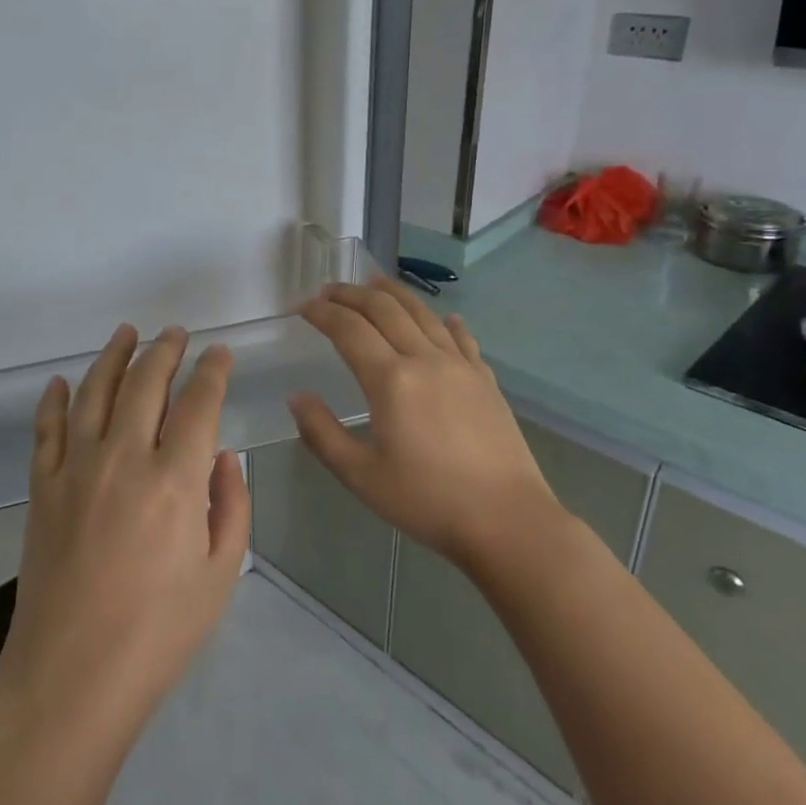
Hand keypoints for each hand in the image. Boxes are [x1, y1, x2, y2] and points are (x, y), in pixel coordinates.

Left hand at [0, 325, 250, 743]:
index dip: (212, 371)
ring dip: (113, 356)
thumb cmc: (158, 633)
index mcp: (175, 480)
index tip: (219, 353)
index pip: (198, 403)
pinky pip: (48, 428)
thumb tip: (221, 454)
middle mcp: (124, 458)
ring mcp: (76, 468)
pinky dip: (56, 399)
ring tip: (127, 333)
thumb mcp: (220, 575)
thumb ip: (231, 505)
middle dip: (165, 351)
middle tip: (176, 333)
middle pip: (145, 383)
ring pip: (95, 391)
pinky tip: (63, 382)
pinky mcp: (42, 487)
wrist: (71, 677)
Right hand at [288, 277, 562, 572]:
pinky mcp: (485, 380)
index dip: (322, 313)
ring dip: (393, 294)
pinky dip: (445, 322)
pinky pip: (461, 338)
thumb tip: (297, 397)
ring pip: (422, 313)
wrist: (508, 521)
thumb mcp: (361, 476)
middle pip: (384, 309)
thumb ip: (322, 433)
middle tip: (329, 290)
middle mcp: (425, 359)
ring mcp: (460, 366)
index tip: (303, 307)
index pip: (349, 329)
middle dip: (351, 294)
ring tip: (374, 283)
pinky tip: (444, 318)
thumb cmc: (428, 501)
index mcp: (390, 380)